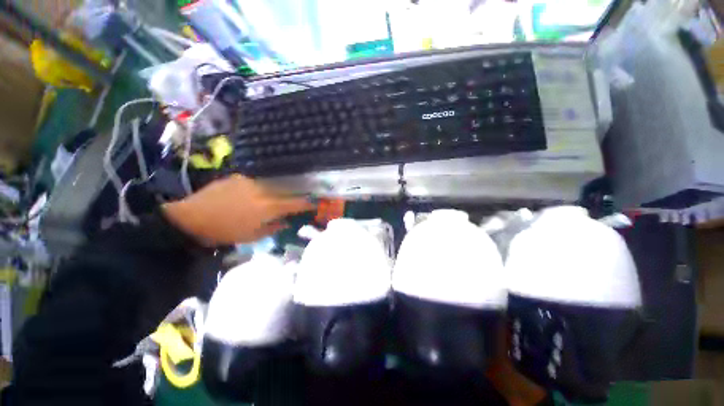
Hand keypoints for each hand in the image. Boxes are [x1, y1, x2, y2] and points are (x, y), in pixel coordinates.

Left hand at [162, 175, 314, 244]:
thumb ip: (274, 227)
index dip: (307, 203)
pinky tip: (257, 193)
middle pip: (288, 189)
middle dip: (297, 193)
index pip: (296, 202)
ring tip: (280, 195)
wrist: (191, 218)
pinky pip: (258, 181)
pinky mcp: (239, 177)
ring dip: (280, 190)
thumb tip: (287, 222)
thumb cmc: (225, 232)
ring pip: (274, 184)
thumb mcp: (253, 236)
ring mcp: (251, 181)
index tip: (315, 204)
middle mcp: (264, 190)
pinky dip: (263, 187)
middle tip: (301, 197)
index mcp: (268, 207)